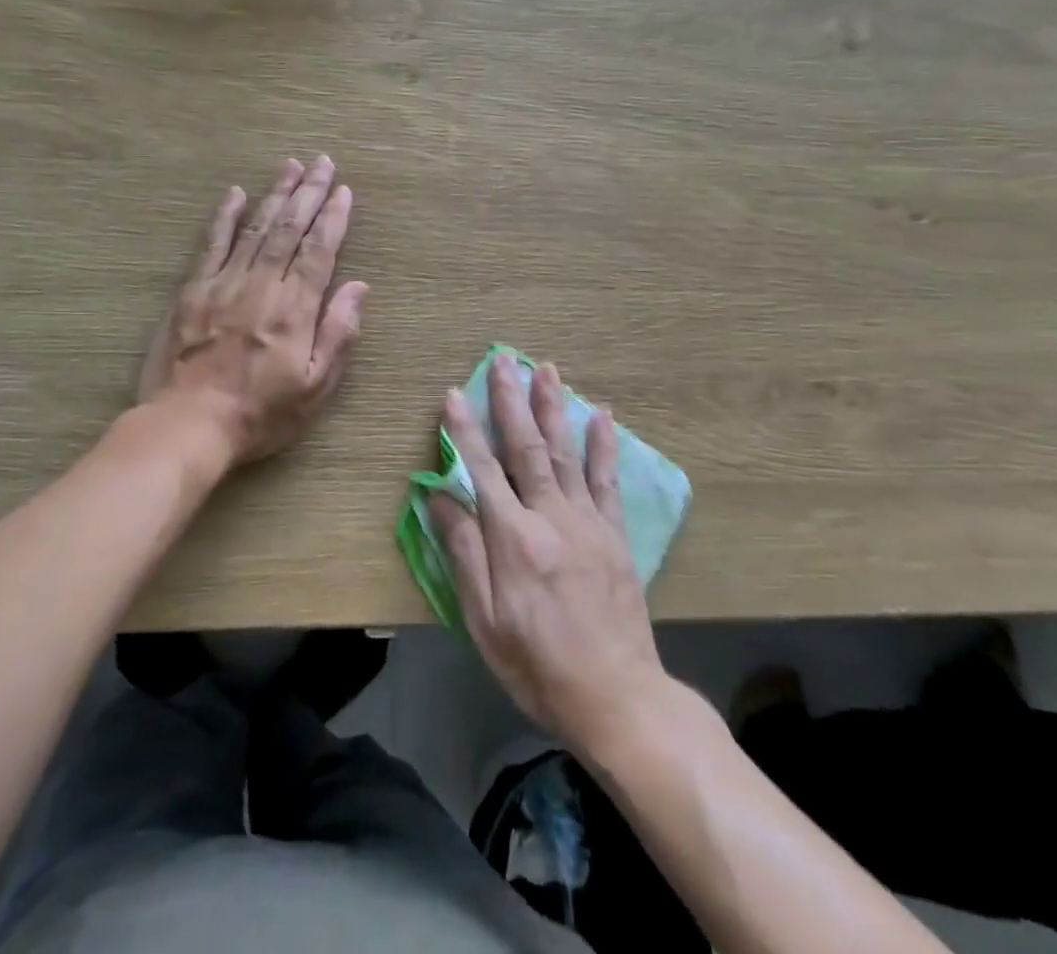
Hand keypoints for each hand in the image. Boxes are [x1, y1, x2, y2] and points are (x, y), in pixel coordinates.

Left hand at [139, 155, 368, 466]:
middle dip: (309, 193)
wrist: (188, 425)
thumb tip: (360, 287)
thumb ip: (338, 334)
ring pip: (256, 229)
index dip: (333, 218)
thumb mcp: (315, 388)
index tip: (344, 190)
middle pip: (290, 229)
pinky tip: (236, 194)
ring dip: (275, 195)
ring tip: (291, 166)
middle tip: (323, 162)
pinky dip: (225, 217)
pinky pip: (212, 244)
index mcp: (294, 310)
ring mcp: (224, 284)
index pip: (319, 251)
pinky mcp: (193, 291)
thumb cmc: (260, 413)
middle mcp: (262, 286)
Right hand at [432, 354, 669, 755]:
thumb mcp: (484, 621)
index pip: (482, 470)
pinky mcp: (614, 533)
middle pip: (527, 448)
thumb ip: (463, 553)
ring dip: (554, 406)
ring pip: (567, 452)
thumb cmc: (537, 665)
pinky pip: (607, 479)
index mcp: (513, 540)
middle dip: (512, 400)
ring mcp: (588, 522)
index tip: (454, 393)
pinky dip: (604, 444)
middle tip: (504, 359)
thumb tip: (439, 497)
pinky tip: (602, 414)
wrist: (617, 698)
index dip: (464, 430)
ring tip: (547, 368)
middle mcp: (551, 518)